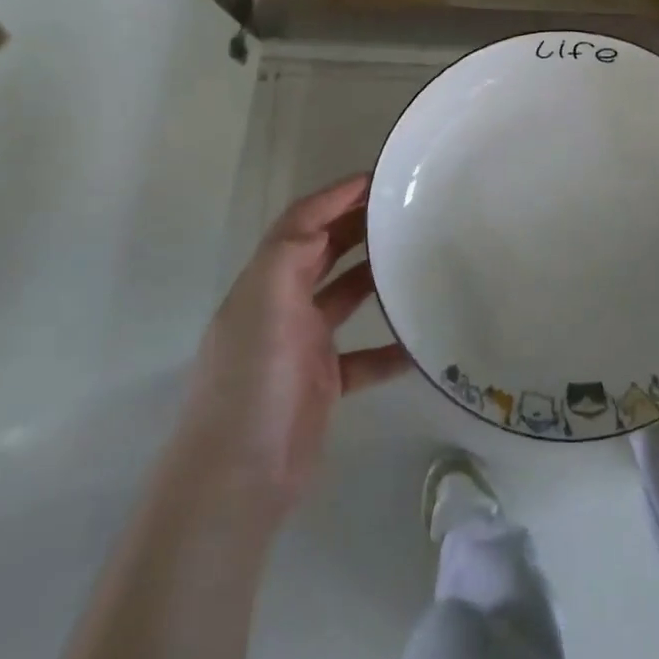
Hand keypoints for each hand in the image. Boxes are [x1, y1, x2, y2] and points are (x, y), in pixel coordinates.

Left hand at [186, 174, 410, 520]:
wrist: (237, 480)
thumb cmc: (251, 384)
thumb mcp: (264, 306)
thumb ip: (289, 256)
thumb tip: (325, 216)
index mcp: (265, 283)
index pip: (301, 223)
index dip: (335, 196)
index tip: (379, 178)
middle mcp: (281, 307)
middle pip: (323, 253)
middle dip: (358, 226)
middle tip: (406, 210)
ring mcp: (301, 347)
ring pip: (344, 298)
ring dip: (375, 278)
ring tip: (417, 260)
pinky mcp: (321, 384)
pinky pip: (363, 357)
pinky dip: (388, 348)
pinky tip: (421, 344)